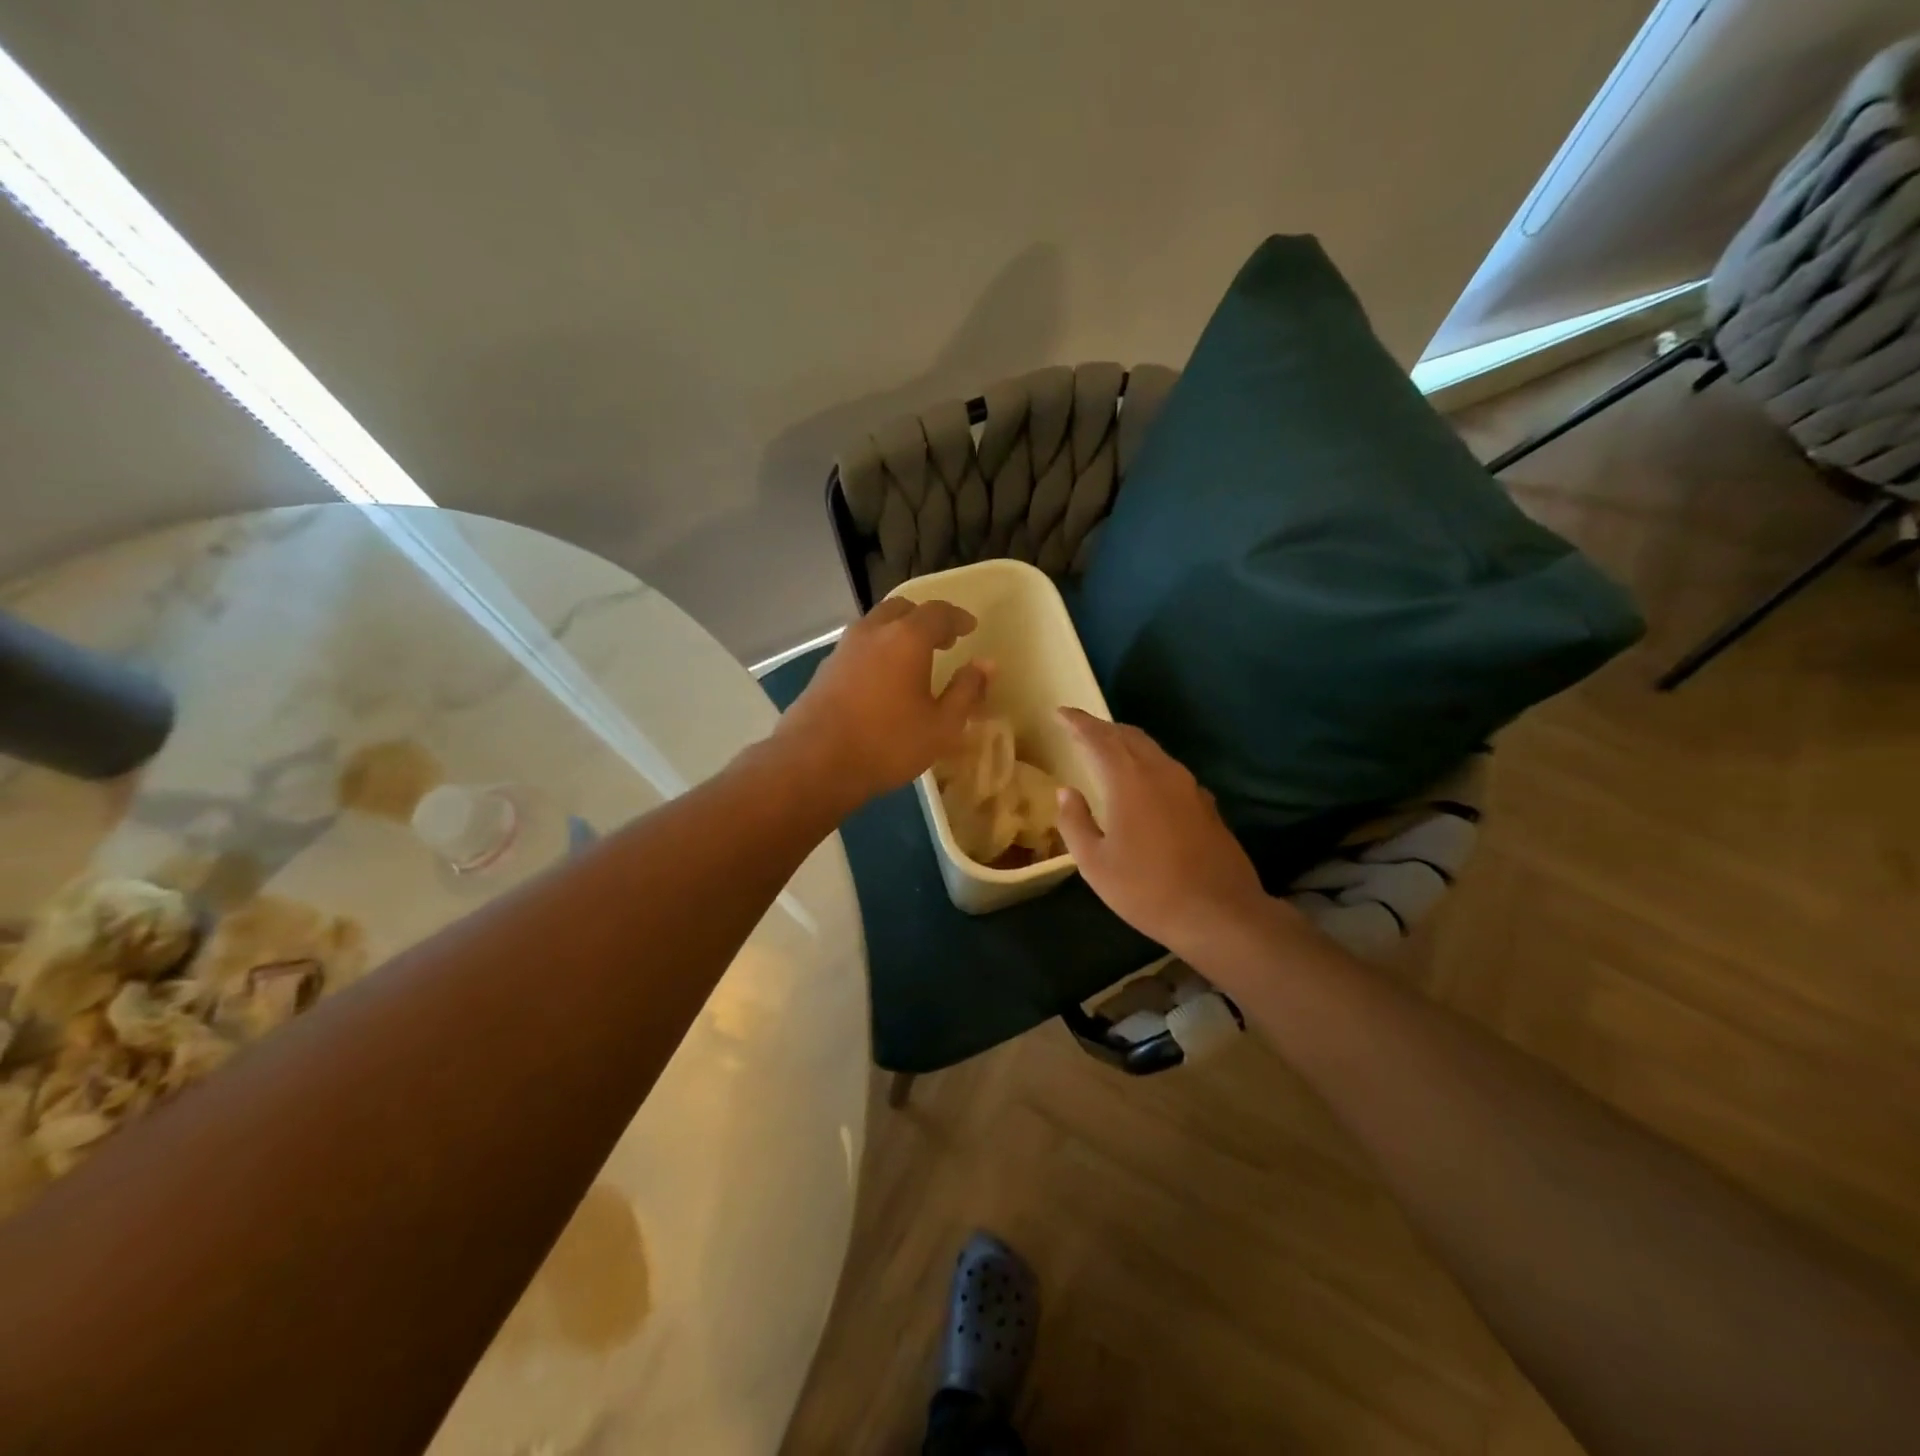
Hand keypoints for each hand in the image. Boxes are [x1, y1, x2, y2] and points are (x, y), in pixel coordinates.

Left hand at [778, 598, 989, 812]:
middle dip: (925, 619)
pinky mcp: (824, 669)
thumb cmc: (888, 743)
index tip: (970, 628)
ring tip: (913, 658)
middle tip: (943, 640)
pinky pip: (859, 646)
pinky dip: (877, 650)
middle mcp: (873, 632)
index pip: (938, 612)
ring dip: (898, 633)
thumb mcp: (942, 726)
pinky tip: (882, 678)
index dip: (957, 618)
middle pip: (902, 609)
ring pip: (875, 625)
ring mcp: (843, 648)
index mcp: (906, 637)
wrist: (815, 762)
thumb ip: (967, 691)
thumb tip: (986, 664)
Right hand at [1055, 708, 1280, 960]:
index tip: (1061, 713)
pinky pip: (1169, 770)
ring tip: (1107, 751)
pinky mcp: (1206, 804)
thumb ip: (1074, 822)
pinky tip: (1143, 784)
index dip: (1078, 722)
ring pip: (1153, 750)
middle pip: (1129, 736)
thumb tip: (1066, 792)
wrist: (1220, 914)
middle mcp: (1161, 772)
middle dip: (1103, 728)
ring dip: (1127, 744)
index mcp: (1129, 780)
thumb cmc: (1148, 890)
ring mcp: (1189, 786)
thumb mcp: (1095, 863)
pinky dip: (1147, 764)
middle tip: (1081, 730)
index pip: (1099, 738)